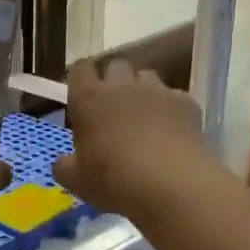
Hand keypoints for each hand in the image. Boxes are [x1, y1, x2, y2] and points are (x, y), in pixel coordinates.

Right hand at [54, 58, 212, 214]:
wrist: (171, 184)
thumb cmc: (113, 179)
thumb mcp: (77, 181)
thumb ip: (65, 167)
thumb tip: (63, 163)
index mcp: (89, 99)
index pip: (80, 69)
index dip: (82, 78)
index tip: (82, 95)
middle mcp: (122, 86)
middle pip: (116, 65)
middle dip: (114, 80)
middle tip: (113, 107)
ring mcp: (157, 91)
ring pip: (147, 76)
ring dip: (143, 91)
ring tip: (145, 117)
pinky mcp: (186, 102)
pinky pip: (175, 97)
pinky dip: (171, 109)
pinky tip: (173, 132)